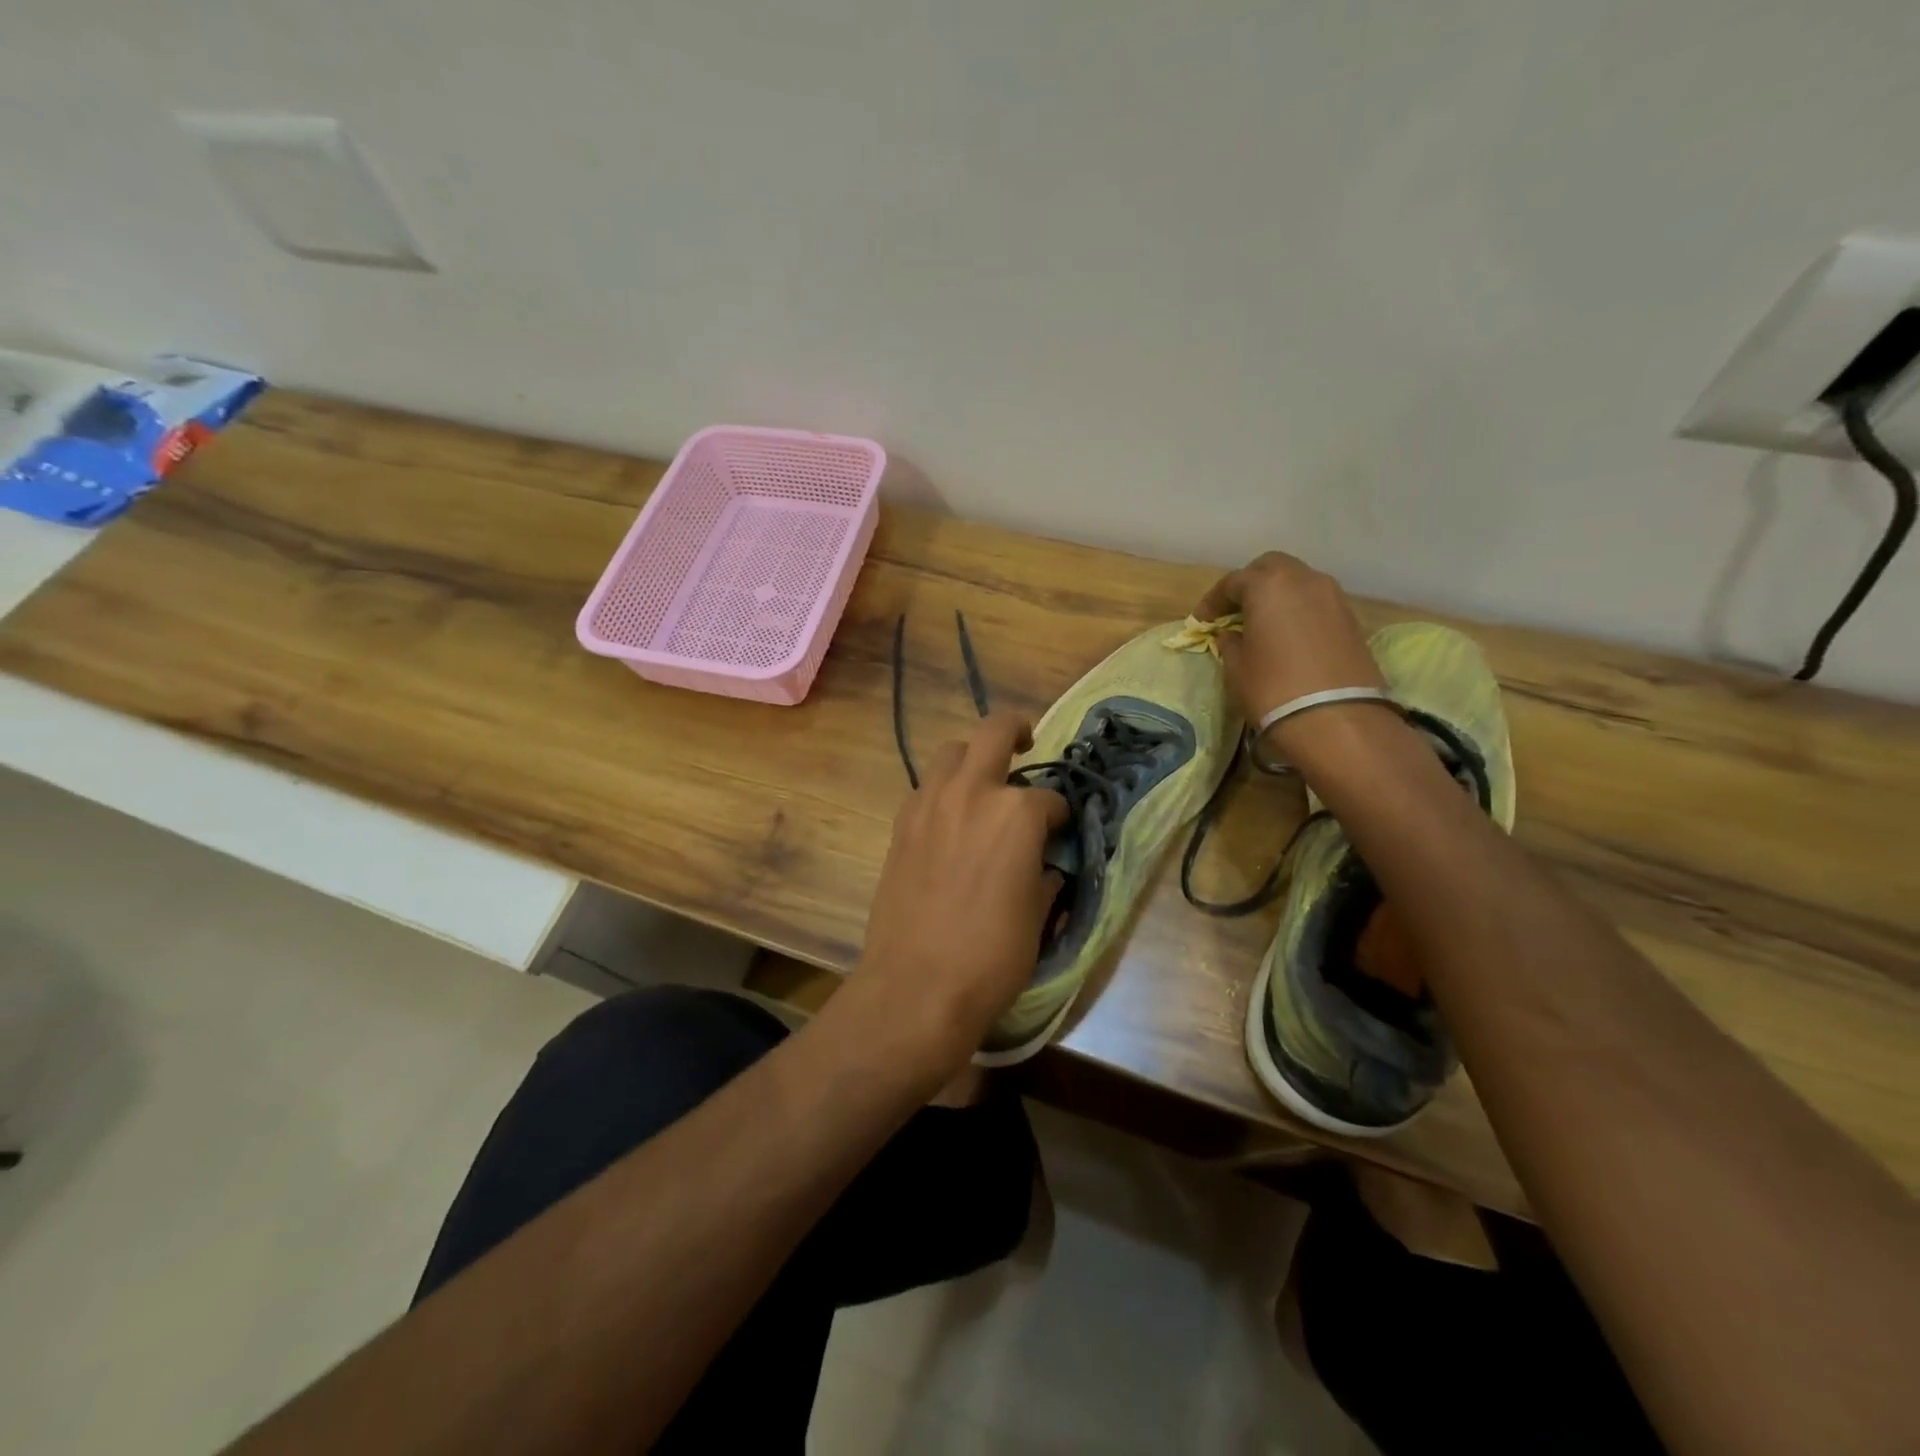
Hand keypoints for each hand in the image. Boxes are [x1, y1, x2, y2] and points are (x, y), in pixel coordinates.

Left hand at [852, 711, 1068, 1077]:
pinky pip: (927, 788)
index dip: (1059, 814)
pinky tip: (951, 820)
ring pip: (952, 753)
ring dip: (973, 759)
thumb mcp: (1037, 917)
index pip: (1048, 798)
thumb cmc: (991, 957)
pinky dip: (944, 791)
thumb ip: (1043, 876)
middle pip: (994, 732)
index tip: (1060, 830)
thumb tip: (1042, 864)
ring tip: (983, 784)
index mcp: (1016, 813)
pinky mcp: (902, 824)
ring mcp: (930, 804)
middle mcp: (973, 793)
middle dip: (1016, 730)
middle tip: (1026, 743)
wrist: (915, 985)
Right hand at [1195, 551, 1388, 764]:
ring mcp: (1333, 597)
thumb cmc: (1272, 689)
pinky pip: (1316, 603)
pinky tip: (1287, 636)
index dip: (1213, 601)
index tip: (1202, 622)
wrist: (1336, 720)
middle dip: (1249, 585)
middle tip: (1233, 612)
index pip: (1232, 582)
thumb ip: (1230, 643)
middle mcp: (1304, 580)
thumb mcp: (1236, 668)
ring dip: (1277, 596)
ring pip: (1298, 582)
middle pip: (1271, 568)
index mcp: (1268, 585)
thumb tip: (1232, 634)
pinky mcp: (1351, 619)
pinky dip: (1298, 611)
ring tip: (1262, 624)